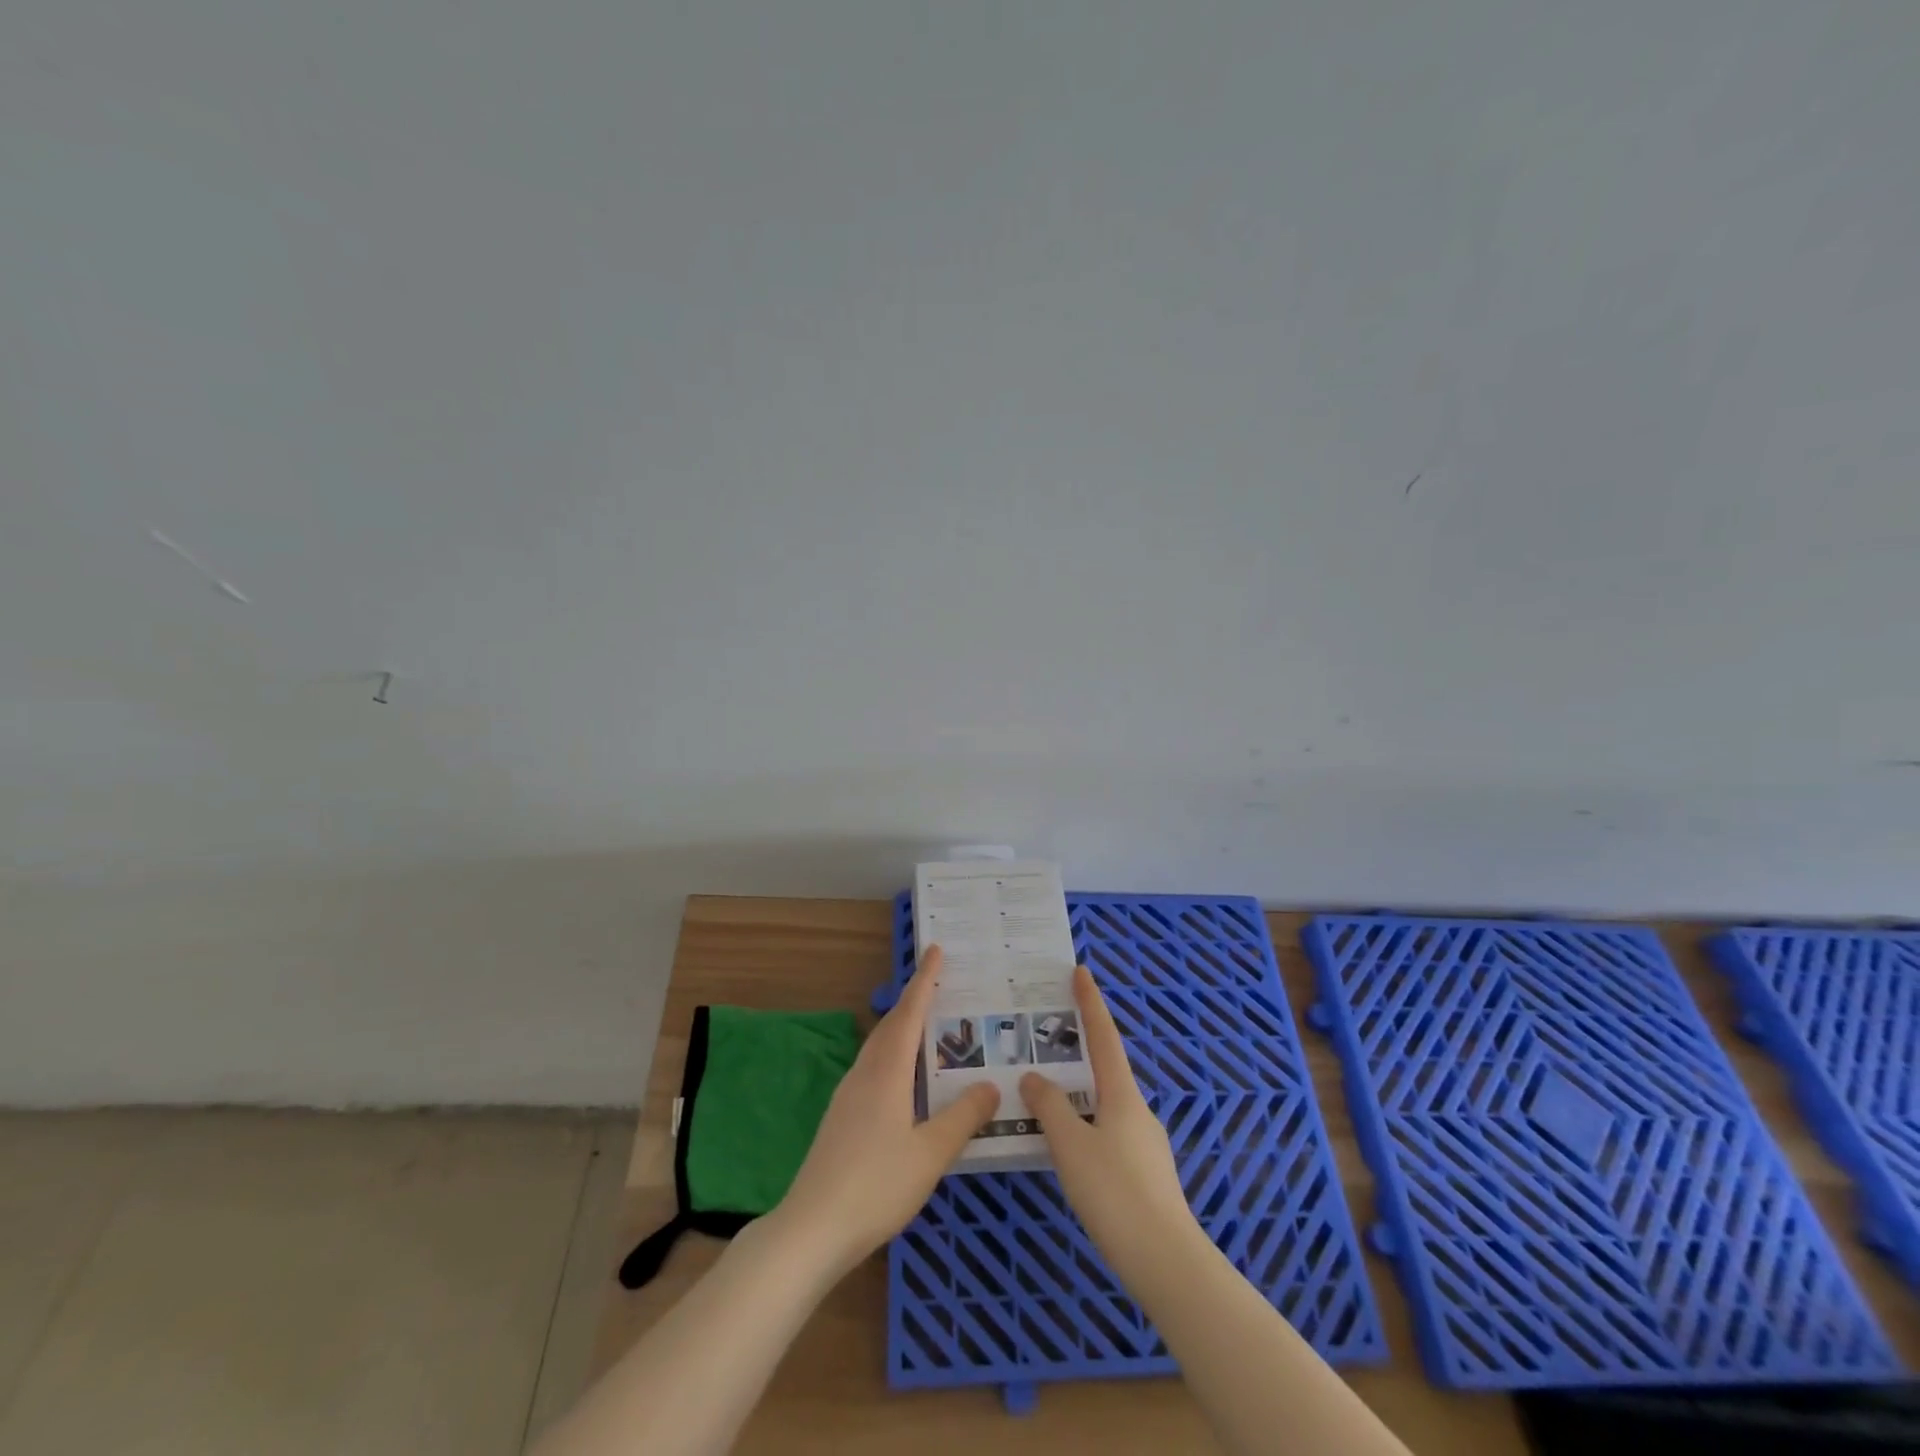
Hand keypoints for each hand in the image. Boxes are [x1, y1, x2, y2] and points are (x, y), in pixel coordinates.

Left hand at [774, 945, 999, 1275]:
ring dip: (902, 1028)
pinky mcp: (841, 1117)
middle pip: (891, 1025)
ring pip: (879, 1047)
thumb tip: (991, 1084)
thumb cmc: (876, 1185)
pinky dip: (893, 1055)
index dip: (924, 981)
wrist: (811, 1228)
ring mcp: (848, 1095)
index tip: (935, 950)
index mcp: (887, 1073)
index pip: (909, 1014)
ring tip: (927, 1026)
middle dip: (914, 1000)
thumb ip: (963, 1117)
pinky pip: (873, 1068)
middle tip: (938, 983)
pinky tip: (904, 1079)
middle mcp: (865, 1074)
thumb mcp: (930, 1153)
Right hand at [1021, 967, 1198, 1271]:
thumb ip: (1051, 1107)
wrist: (1167, 1262)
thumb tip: (1035, 1076)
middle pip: (1106, 1069)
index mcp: (1122, 1095)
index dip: (1091, 1003)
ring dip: (1079, 1092)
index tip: (1081, 971)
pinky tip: (1067, 1146)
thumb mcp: (1072, 1146)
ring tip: (1045, 1095)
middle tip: (1046, 1038)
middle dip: (1079, 1050)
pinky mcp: (1144, 1174)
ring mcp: (1145, 1143)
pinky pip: (1108, 1132)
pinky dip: (1085, 1124)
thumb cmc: (1115, 1193)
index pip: (1104, 1036)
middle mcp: (1137, 1111)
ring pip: (1105, 1104)